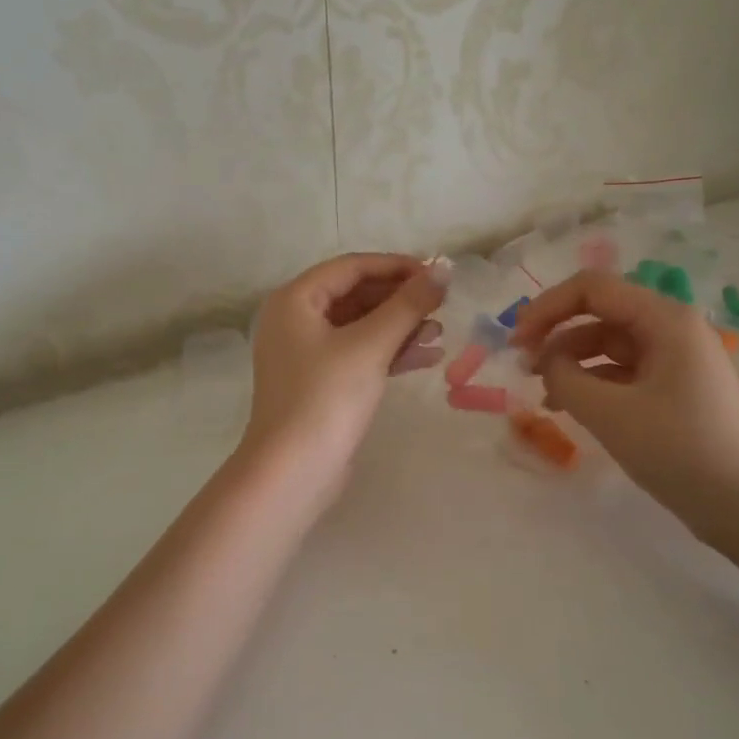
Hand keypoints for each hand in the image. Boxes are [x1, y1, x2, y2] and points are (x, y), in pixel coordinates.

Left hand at [243, 254, 446, 504]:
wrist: (293, 472)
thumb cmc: (326, 397)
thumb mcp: (371, 345)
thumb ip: (408, 304)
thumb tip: (445, 268)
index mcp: (296, 300)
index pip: (352, 267)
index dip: (397, 266)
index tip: (437, 274)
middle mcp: (296, 319)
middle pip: (357, 294)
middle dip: (400, 299)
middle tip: (443, 303)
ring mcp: (307, 353)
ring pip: (361, 326)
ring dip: (400, 326)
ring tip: (440, 331)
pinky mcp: (321, 382)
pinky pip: (359, 353)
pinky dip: (390, 352)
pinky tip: (428, 357)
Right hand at [509, 271, 738, 543]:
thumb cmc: (680, 450)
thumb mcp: (610, 413)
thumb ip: (564, 377)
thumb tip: (547, 362)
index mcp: (665, 319)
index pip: (592, 288)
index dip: (547, 307)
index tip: (516, 341)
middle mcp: (672, 329)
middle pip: (600, 314)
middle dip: (557, 336)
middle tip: (523, 368)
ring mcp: (676, 360)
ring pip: (609, 345)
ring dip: (571, 362)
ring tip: (544, 395)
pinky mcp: (675, 389)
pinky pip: (624, 372)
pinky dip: (593, 384)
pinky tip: (570, 408)